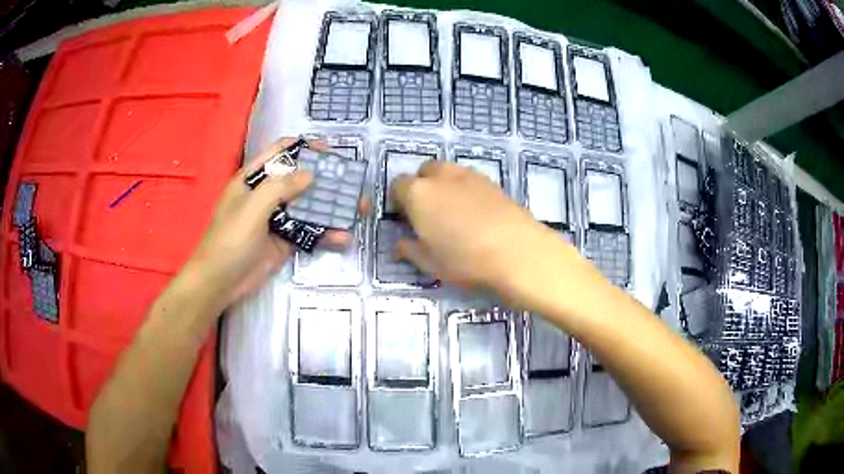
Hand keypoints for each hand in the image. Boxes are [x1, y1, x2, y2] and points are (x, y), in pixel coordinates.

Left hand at [183, 138, 356, 306]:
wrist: (220, 283)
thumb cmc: (229, 240)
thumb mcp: (251, 209)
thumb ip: (279, 187)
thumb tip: (310, 174)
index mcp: (254, 179)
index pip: (281, 152)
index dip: (304, 147)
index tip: (330, 152)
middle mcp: (267, 194)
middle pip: (300, 178)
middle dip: (326, 179)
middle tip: (352, 183)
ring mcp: (277, 218)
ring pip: (308, 206)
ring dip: (332, 207)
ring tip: (359, 209)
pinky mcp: (285, 240)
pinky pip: (309, 232)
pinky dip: (326, 234)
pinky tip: (343, 238)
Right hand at [391, 161, 571, 294]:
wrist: (518, 252)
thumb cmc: (466, 260)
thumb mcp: (430, 263)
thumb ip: (410, 250)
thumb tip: (400, 245)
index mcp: (418, 194)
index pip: (398, 185)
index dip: (398, 200)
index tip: (405, 218)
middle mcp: (441, 177)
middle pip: (424, 171)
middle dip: (421, 186)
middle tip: (428, 213)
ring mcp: (470, 176)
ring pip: (448, 172)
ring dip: (444, 186)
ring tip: (453, 213)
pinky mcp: (493, 182)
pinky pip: (470, 180)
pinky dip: (465, 190)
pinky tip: (476, 214)